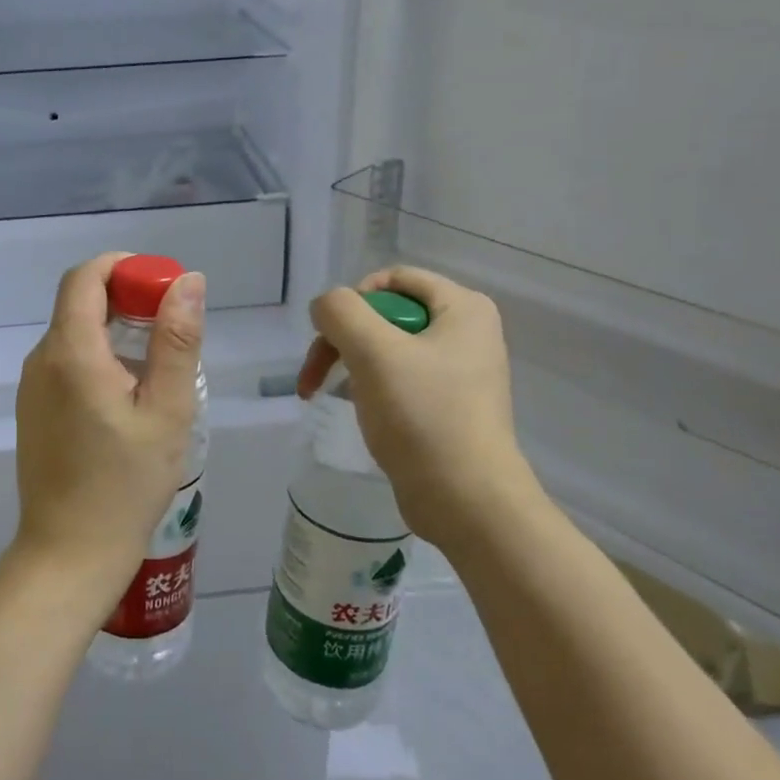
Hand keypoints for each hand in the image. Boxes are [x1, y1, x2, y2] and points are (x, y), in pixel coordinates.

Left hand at [13, 254, 205, 613]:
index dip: (123, 267)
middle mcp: (42, 360)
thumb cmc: (125, 485)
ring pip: (74, 333)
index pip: (84, 277)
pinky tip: (128, 398)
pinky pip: (66, 363)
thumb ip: (176, 340)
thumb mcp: (167, 410)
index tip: (162, 286)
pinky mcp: (33, 410)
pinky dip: (99, 358)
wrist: (69, 553)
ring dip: (115, 331)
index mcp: (71, 352)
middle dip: (126, 299)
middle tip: (172, 331)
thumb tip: (188, 282)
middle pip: (79, 303)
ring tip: (158, 369)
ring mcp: (32, 387)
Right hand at [298, 267, 536, 547]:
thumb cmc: (423, 416)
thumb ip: (340, 312)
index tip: (332, 335)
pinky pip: (397, 378)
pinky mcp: (446, 404)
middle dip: (342, 339)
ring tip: (324, 393)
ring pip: (386, 348)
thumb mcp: (373, 352)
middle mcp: (466, 332)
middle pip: (385, 314)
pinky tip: (355, 409)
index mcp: (462, 308)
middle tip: (314, 374)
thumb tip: (326, 307)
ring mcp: (458, 370)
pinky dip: (369, 387)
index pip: (394, 278)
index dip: (354, 299)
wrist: (465, 500)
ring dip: (349, 364)